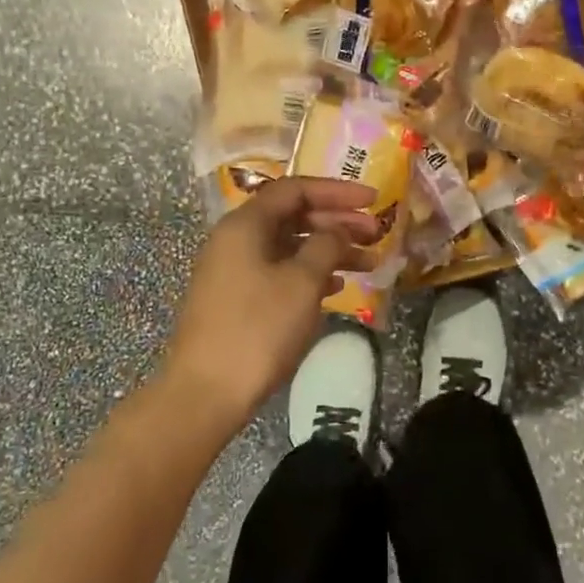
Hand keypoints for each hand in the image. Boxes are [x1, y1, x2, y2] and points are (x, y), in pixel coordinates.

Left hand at [165, 177, 381, 425]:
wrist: (206, 393)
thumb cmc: (258, 329)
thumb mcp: (301, 282)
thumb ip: (326, 245)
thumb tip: (337, 230)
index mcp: (245, 225)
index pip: (295, 189)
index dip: (337, 190)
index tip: (373, 200)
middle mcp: (236, 239)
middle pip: (293, 216)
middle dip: (338, 222)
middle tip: (377, 234)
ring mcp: (234, 270)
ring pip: (289, 246)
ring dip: (329, 250)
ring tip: (369, 263)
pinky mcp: (237, 299)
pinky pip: (280, 272)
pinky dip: (310, 273)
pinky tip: (338, 287)